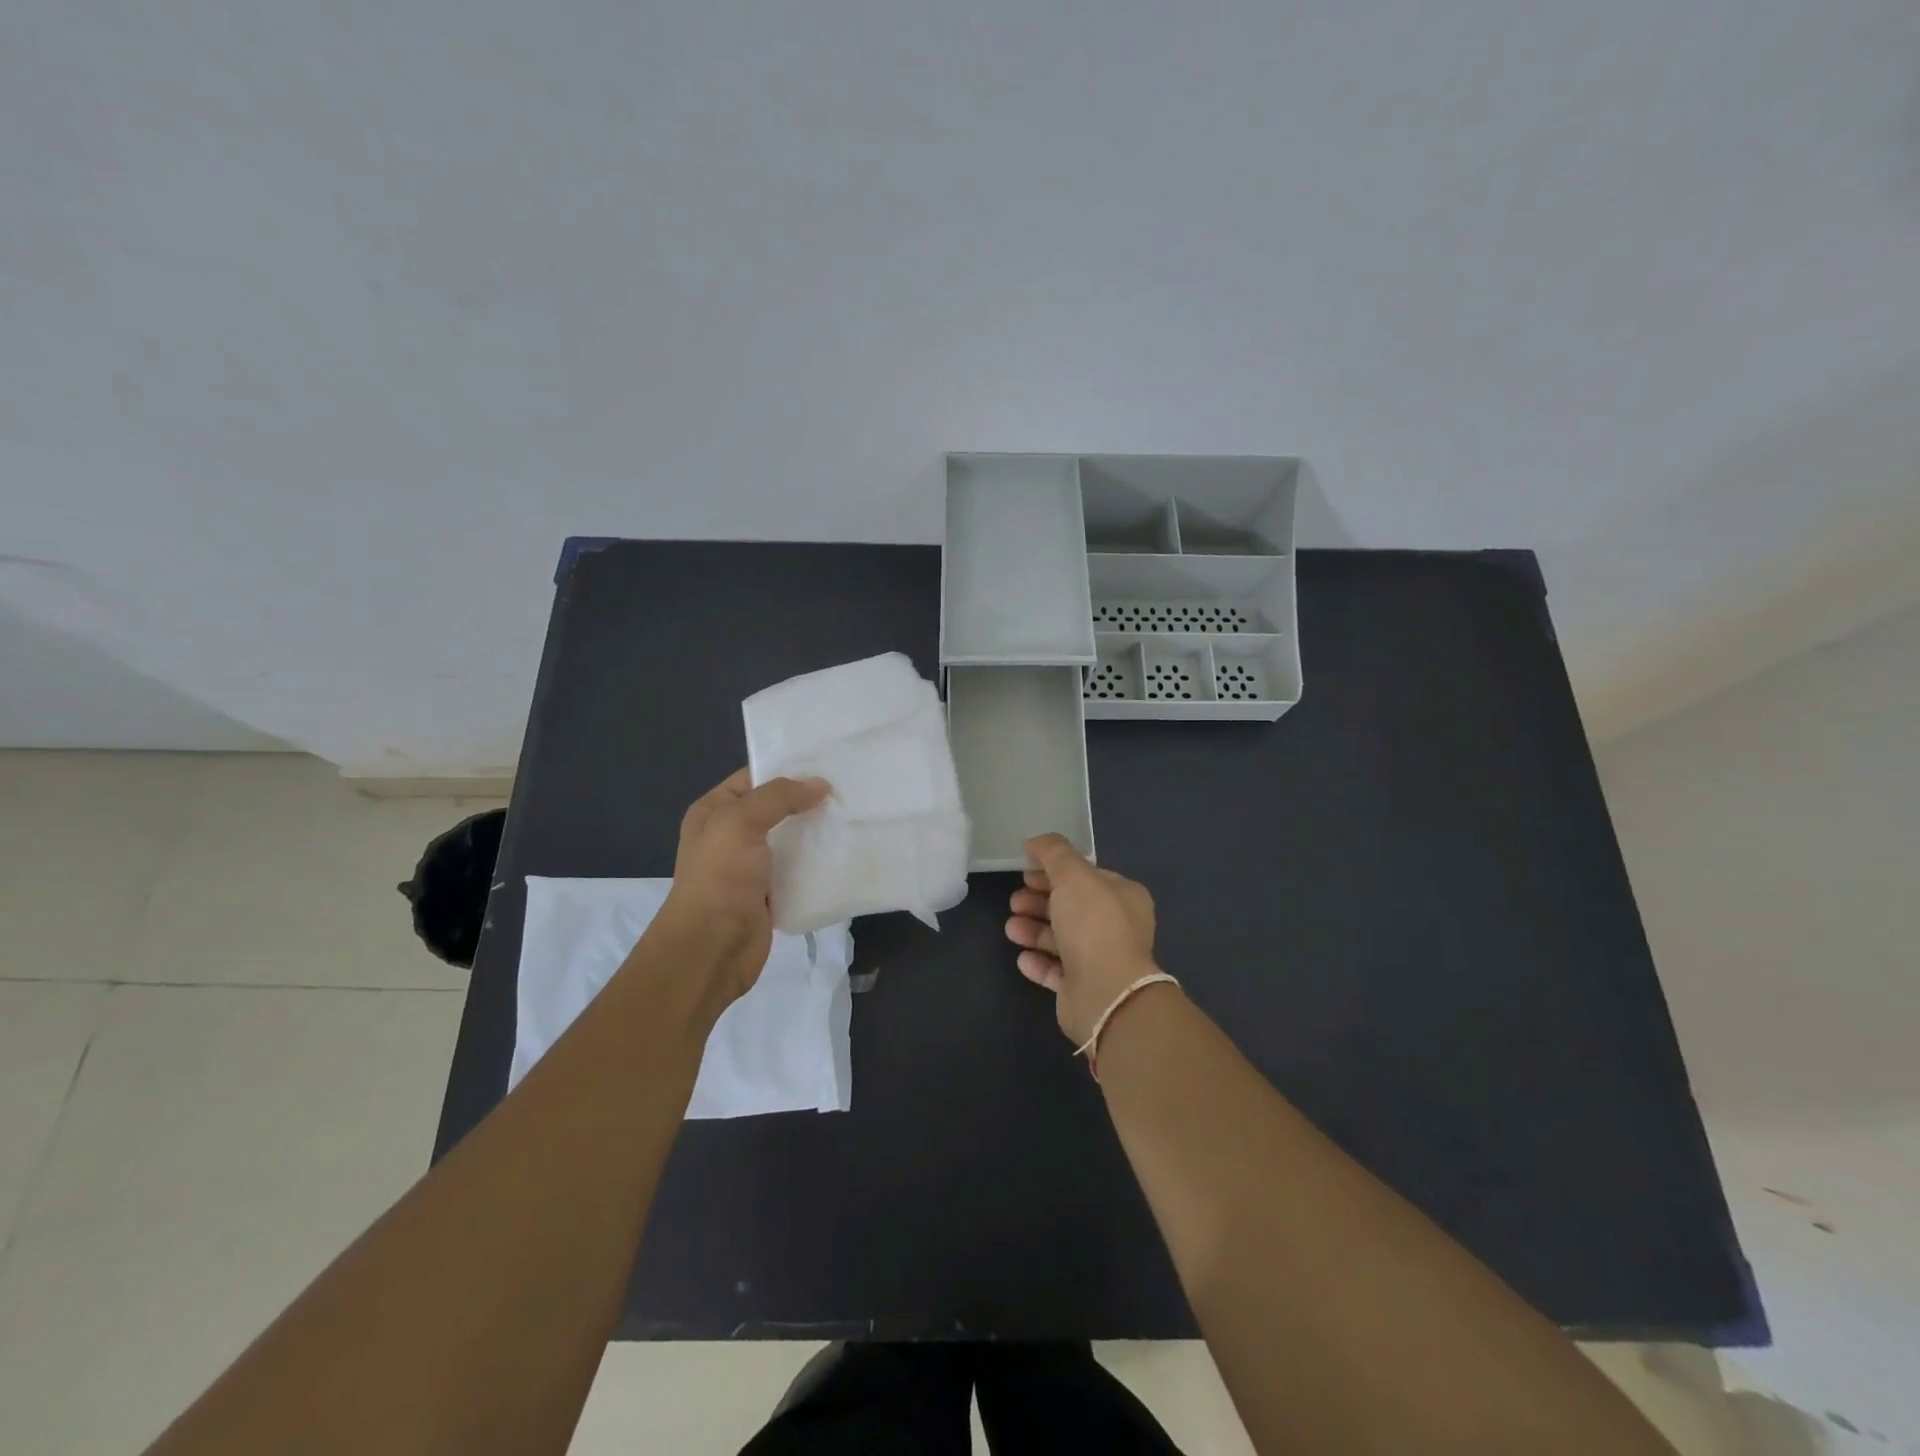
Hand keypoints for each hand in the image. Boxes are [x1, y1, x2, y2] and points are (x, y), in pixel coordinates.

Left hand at [653, 768, 829, 1004]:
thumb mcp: (740, 822)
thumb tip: (820, 785)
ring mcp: (751, 866)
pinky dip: (819, 864)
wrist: (711, 949)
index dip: (787, 769)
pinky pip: (799, 870)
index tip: (828, 763)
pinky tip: (847, 852)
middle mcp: (731, 835)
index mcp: (714, 811)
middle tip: (850, 788)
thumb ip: (779, 797)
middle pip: (776, 808)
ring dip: (817, 832)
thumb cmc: (719, 878)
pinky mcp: (771, 894)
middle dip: (808, 800)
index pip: (754, 778)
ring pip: (791, 840)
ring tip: (855, 816)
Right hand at [1005, 833, 1160, 1044]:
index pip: (1086, 877)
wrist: (1105, 993)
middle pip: (1071, 907)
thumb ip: (1054, 853)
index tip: (1026, 871)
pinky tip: (1022, 957)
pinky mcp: (1083, 988)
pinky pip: (1057, 970)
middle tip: (1014, 901)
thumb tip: (1035, 841)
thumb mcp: (1073, 875)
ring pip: (1061, 939)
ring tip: (1011, 928)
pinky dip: (1038, 961)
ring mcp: (1101, 959)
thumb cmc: (1093, 925)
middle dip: (1039, 901)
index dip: (1054, 871)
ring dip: (1033, 930)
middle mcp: (1116, 927)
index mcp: (1123, 897)